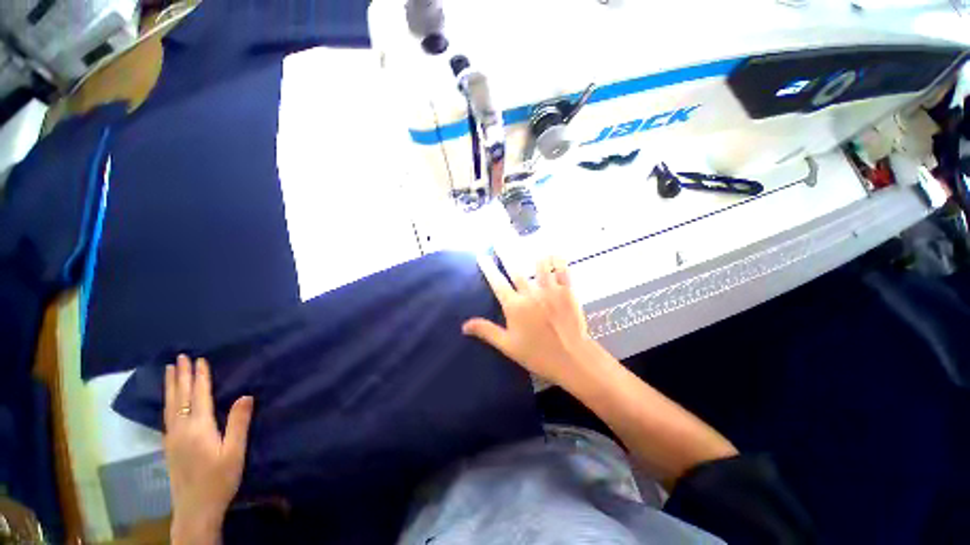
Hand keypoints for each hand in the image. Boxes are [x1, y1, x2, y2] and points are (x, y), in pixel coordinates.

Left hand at [164, 355, 253, 544]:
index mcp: (199, 428)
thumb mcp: (235, 451)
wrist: (195, 508)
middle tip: (179, 357)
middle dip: (180, 376)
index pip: (199, 396)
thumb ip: (239, 423)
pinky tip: (169, 401)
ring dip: (170, 386)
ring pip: (170, 406)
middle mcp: (181, 429)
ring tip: (169, 371)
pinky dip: (168, 401)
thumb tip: (245, 395)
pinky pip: (167, 416)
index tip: (199, 359)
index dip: (200, 377)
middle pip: (180, 397)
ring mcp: (172, 438)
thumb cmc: (219, 479)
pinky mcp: (169, 446)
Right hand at [463, 255, 595, 386]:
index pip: (497, 282)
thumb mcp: (508, 345)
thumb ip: (487, 331)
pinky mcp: (567, 292)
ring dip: (533, 254)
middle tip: (498, 239)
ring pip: (540, 265)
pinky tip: (555, 254)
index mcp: (515, 306)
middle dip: (505, 253)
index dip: (488, 268)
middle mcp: (530, 293)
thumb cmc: (537, 354)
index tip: (481, 255)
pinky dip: (558, 261)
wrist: (571, 358)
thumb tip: (464, 325)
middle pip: (515, 269)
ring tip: (530, 244)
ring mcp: (550, 290)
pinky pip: (563, 271)